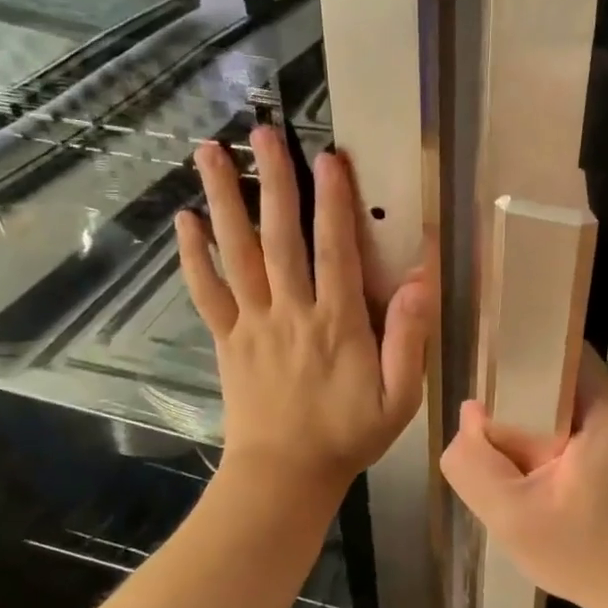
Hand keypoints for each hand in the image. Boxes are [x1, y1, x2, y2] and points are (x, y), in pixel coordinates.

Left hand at [177, 126, 427, 494]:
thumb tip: (422, 280)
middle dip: (274, 180)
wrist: (284, 476)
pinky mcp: (228, 339)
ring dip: (224, 200)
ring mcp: (254, 323)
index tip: (329, 157)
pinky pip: (208, 292)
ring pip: (237, 253)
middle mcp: (292, 312)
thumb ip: (410, 338)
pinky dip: (194, 256)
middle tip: (263, 131)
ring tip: (210, 153)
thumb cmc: (348, 434)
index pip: (336, 250)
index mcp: (337, 323)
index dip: (333, 201)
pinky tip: (185, 220)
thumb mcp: (400, 396)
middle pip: (280, 237)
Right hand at [441, 346, 607, 607]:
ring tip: (529, 463)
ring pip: (578, 399)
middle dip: (529, 402)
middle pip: (565, 376)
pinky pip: (596, 419)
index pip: (557, 351)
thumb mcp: (513, 518)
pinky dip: (571, 437)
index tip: (491, 395)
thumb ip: (475, 462)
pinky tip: (558, 473)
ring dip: (549, 423)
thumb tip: (471, 412)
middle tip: (504, 443)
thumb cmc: (587, 556)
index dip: (518, 365)